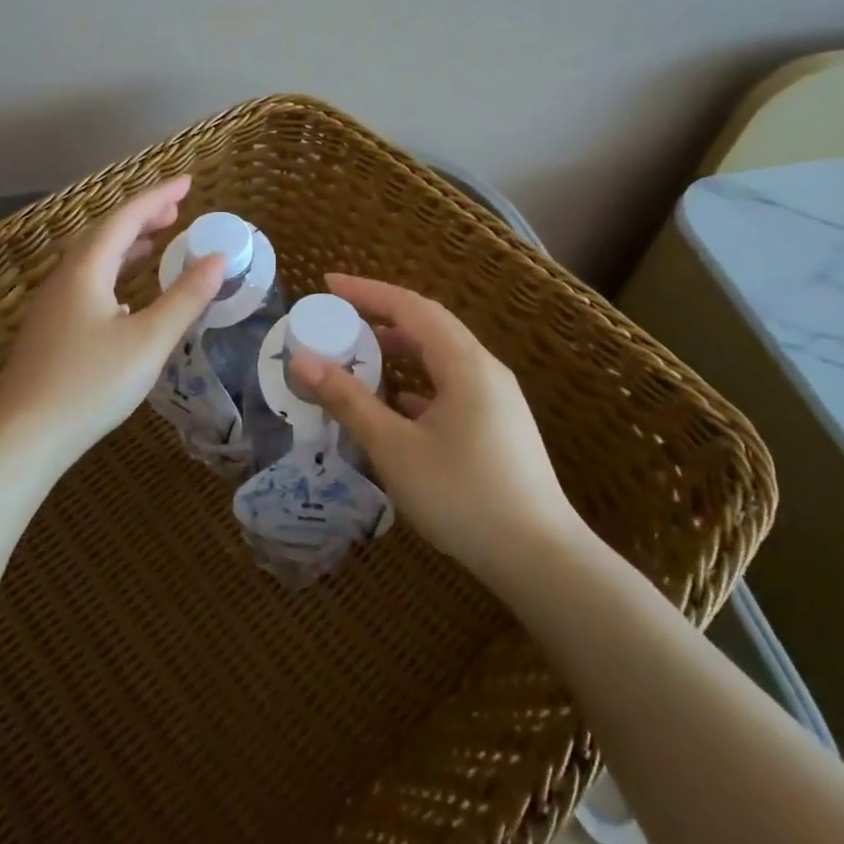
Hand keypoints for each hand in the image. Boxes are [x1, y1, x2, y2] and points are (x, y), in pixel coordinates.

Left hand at [0, 177, 224, 468]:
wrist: (22, 437)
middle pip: (104, 234)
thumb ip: (185, 298)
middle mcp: (64, 279)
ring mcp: (51, 306)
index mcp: (85, 271)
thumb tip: (217, 258)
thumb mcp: (148, 341)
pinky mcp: (49, 332)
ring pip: (92, 261)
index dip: (158, 197)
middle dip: (142, 217)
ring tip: (157, 242)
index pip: (125, 218)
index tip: (188, 182)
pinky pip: (86, 285)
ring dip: (126, 246)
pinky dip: (113, 275)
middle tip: (176, 211)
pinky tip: (126, 299)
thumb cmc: (90, 384)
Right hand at [288, 274, 590, 591]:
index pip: (411, 308)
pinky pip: (450, 387)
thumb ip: (349, 400)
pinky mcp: (498, 427)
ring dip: (400, 351)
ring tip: (362, 355)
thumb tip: (303, 361)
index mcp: (465, 364)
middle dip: (382, 316)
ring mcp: (496, 400)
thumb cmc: (462, 495)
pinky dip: (417, 384)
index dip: (367, 292)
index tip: (328, 284)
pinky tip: (396, 406)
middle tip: (340, 317)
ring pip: (441, 359)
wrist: (540, 559)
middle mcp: (485, 371)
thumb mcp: (394, 448)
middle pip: (429, 327)